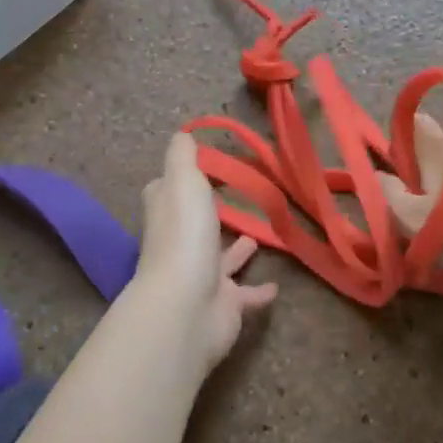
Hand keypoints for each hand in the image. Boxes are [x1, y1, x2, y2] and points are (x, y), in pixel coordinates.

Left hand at [134, 133, 278, 374]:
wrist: (186, 308)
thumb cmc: (185, 237)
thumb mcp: (183, 182)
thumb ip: (183, 157)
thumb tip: (181, 134)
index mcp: (168, 215)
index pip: (167, 192)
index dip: (180, 178)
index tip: (203, 165)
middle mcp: (181, 245)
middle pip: (193, 225)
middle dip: (210, 214)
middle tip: (235, 199)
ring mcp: (202, 277)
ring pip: (220, 259)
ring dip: (235, 250)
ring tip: (257, 237)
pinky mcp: (224, 305)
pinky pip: (245, 296)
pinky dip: (259, 291)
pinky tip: (276, 287)